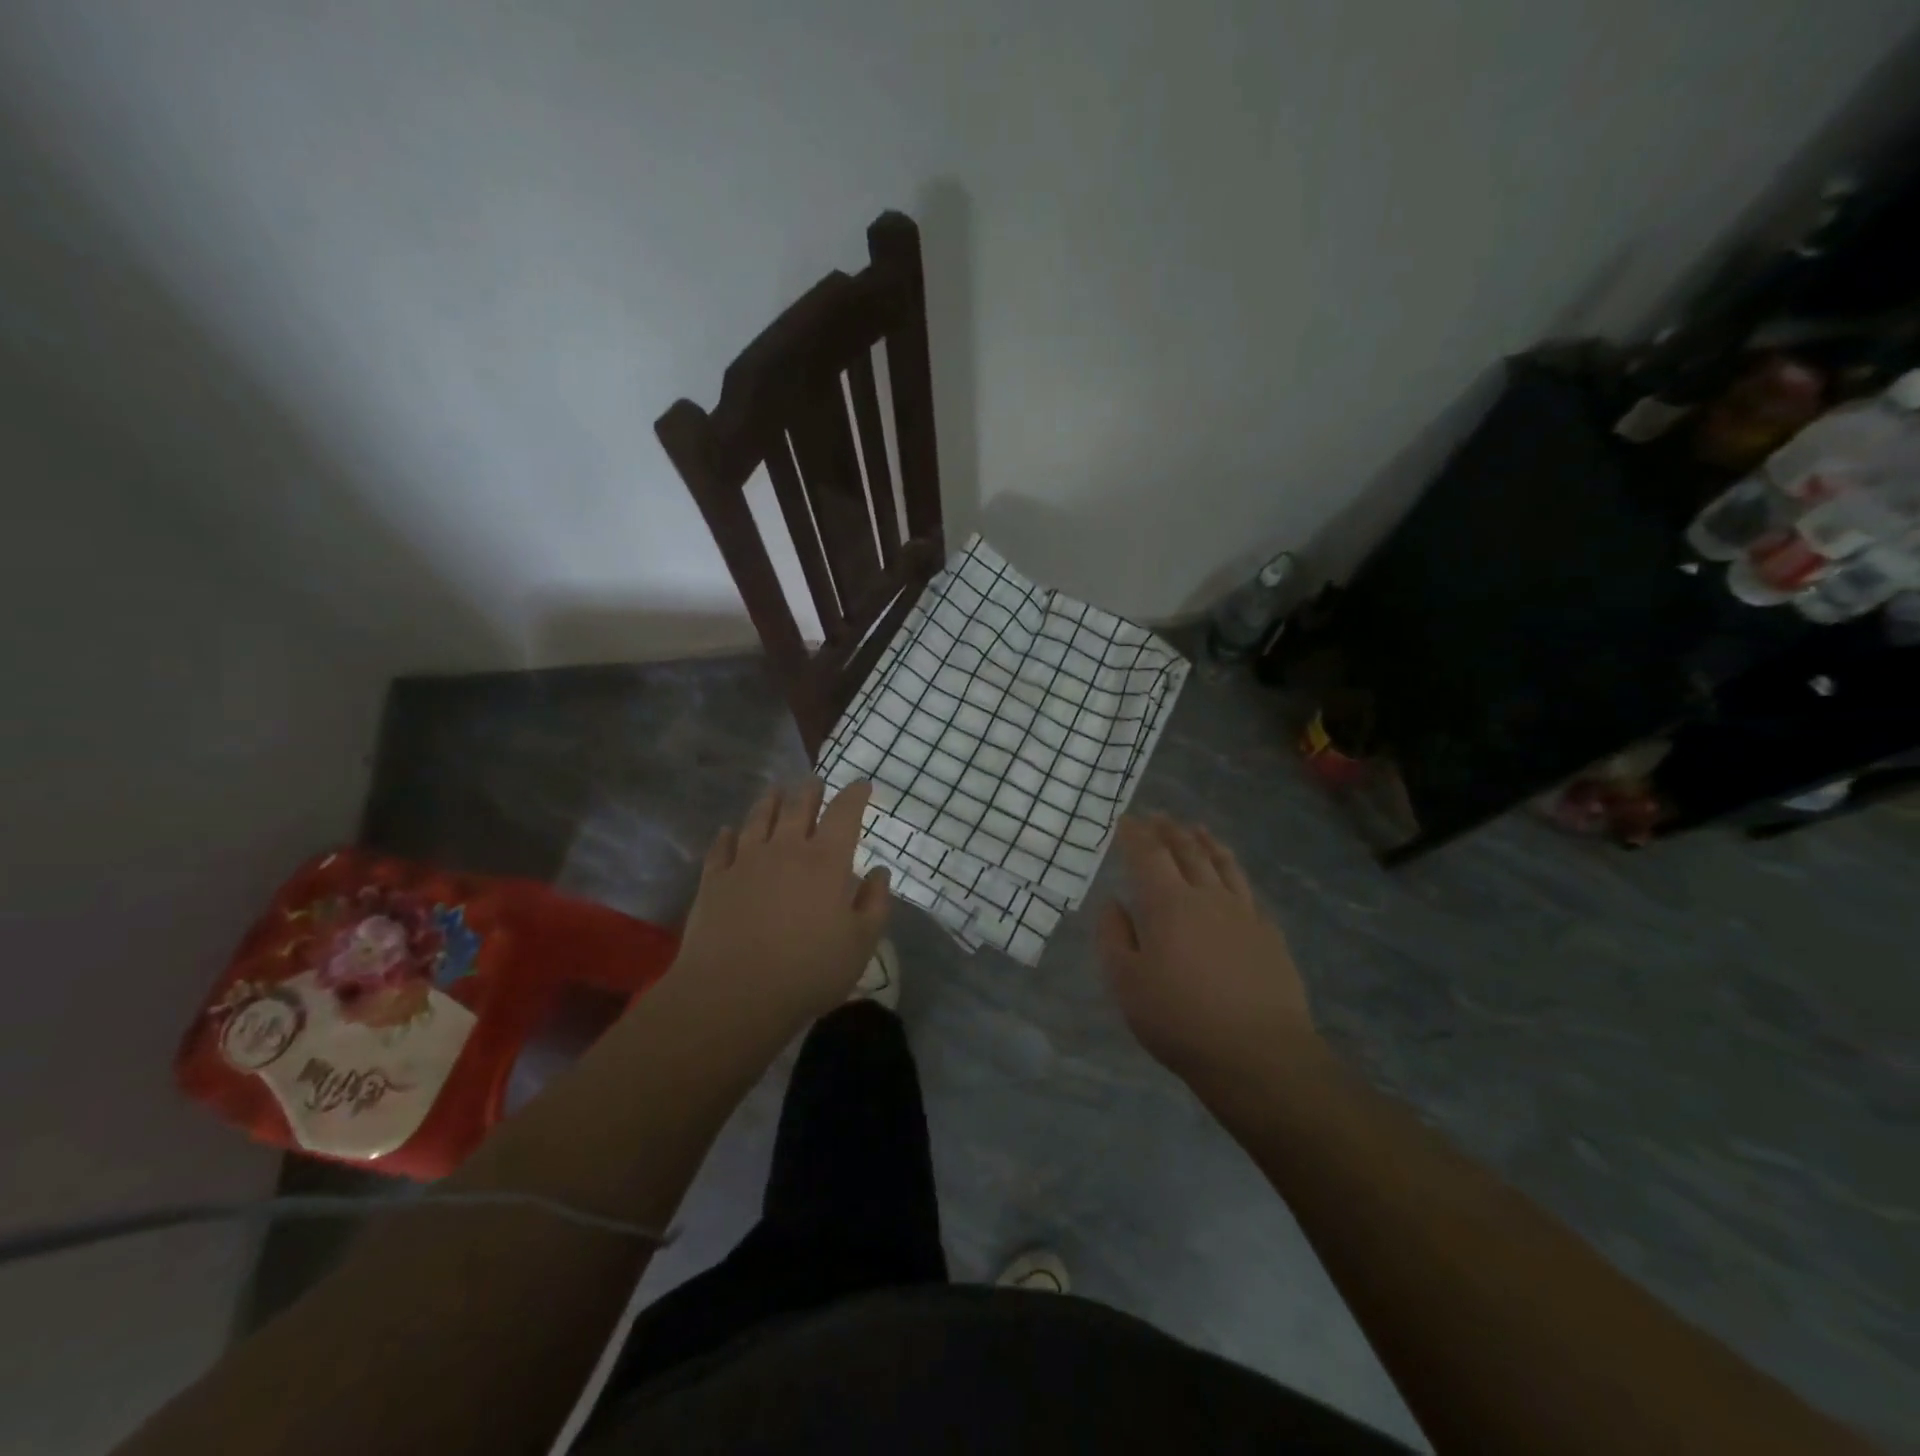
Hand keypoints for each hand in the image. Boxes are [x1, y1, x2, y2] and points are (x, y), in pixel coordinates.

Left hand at [673, 778, 890, 1023]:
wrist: (733, 993)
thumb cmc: (808, 970)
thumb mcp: (860, 944)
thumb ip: (875, 904)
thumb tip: (880, 873)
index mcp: (826, 861)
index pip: (844, 814)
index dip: (855, 795)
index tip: (862, 785)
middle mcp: (786, 849)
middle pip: (799, 808)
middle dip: (810, 792)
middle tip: (814, 782)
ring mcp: (746, 861)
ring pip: (759, 819)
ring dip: (769, 802)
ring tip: (775, 791)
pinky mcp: (714, 880)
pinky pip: (721, 848)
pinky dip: (727, 835)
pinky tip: (728, 831)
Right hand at [1098, 814, 1319, 1092]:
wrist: (1258, 1054)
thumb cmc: (1179, 1019)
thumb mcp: (1126, 982)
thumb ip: (1113, 936)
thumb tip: (1112, 902)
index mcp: (1167, 904)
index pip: (1148, 855)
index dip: (1135, 834)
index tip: (1125, 819)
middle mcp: (1207, 896)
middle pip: (1188, 850)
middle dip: (1169, 830)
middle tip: (1158, 816)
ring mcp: (1243, 913)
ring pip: (1223, 864)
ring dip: (1206, 842)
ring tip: (1198, 829)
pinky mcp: (1269, 934)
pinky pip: (1247, 889)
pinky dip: (1234, 872)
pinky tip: (1232, 877)